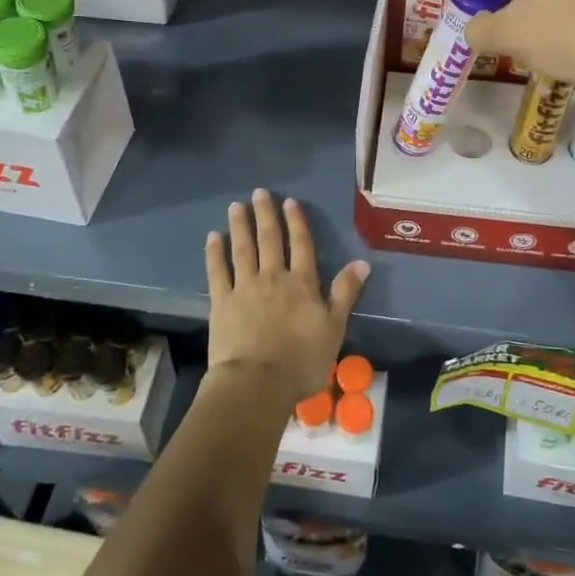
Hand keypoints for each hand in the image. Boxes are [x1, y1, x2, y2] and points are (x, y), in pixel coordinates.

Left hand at [205, 190, 369, 405]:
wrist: (258, 383)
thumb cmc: (302, 360)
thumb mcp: (334, 328)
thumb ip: (345, 293)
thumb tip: (361, 263)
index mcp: (302, 283)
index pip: (301, 245)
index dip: (296, 222)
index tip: (289, 202)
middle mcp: (274, 277)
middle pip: (269, 240)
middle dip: (265, 215)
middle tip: (259, 193)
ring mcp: (245, 287)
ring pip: (242, 249)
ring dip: (240, 226)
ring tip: (236, 206)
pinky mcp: (221, 302)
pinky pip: (217, 271)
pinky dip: (214, 253)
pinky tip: (212, 237)